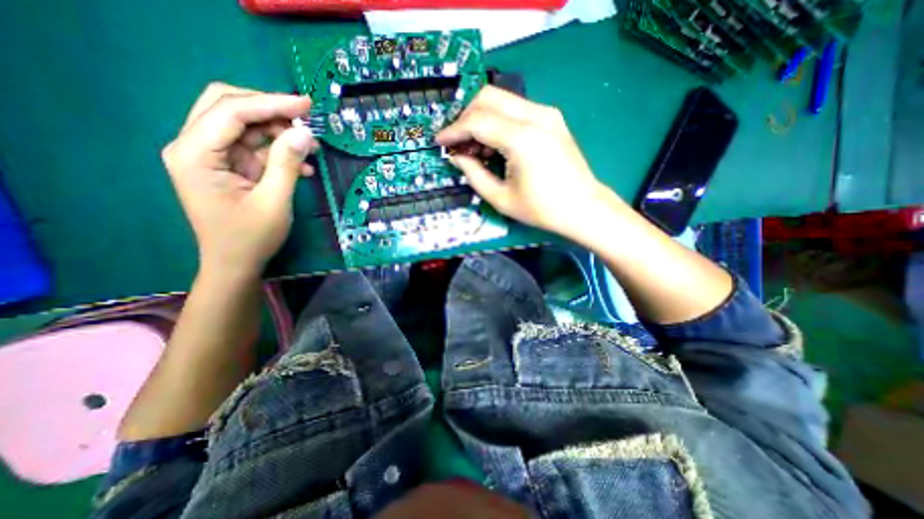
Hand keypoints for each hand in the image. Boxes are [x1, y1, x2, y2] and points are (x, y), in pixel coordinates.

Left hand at [159, 83, 317, 278]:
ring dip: (278, 132)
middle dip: (269, 109)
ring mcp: (211, 157)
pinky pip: (254, 148)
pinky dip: (279, 152)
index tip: (306, 104)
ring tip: (310, 146)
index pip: (231, 111)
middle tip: (305, 117)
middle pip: (228, 107)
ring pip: (244, 126)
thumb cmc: (251, 238)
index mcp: (195, 154)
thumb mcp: (274, 201)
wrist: (235, 264)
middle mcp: (195, 147)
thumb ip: (286, 163)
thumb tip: (304, 132)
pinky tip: (302, 166)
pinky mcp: (228, 167)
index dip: (271, 103)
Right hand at [435, 85, 611, 238]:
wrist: (583, 207)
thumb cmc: (542, 209)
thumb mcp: (501, 198)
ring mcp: (546, 114)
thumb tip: (456, 157)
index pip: (477, 121)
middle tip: (457, 142)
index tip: (440, 142)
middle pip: (487, 97)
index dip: (454, 130)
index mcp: (522, 139)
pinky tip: (495, 145)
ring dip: (481, 118)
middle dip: (465, 117)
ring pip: (501, 99)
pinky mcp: (551, 119)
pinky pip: (515, 109)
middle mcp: (535, 116)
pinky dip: (498, 121)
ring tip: (475, 149)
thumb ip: (473, 174)